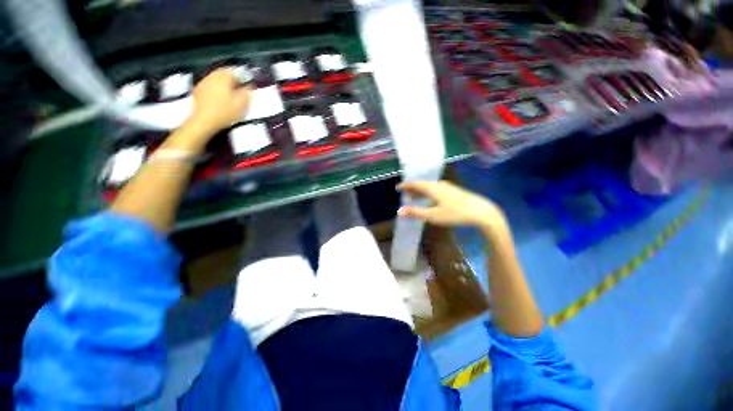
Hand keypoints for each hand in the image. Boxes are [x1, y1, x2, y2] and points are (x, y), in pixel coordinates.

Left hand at [187, 68, 251, 134]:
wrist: (204, 121)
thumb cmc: (225, 113)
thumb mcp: (241, 106)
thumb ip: (247, 94)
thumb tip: (250, 87)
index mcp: (224, 79)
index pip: (233, 71)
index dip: (241, 76)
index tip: (245, 84)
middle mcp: (212, 77)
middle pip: (222, 71)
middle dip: (230, 77)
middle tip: (237, 87)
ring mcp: (203, 82)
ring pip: (214, 76)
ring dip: (222, 81)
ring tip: (228, 92)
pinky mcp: (197, 89)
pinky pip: (208, 83)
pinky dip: (214, 86)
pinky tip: (217, 96)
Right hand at [398, 180, 506, 231]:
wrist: (481, 212)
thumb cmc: (455, 214)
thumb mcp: (433, 215)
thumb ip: (415, 213)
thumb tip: (399, 211)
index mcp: (433, 188)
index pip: (415, 184)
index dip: (405, 186)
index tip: (398, 188)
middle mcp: (439, 184)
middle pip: (422, 185)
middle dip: (412, 189)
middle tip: (404, 194)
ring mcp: (448, 187)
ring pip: (429, 187)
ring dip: (420, 192)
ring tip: (414, 198)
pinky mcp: (453, 191)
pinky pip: (436, 189)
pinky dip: (428, 194)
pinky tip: (429, 200)